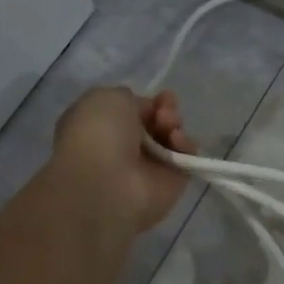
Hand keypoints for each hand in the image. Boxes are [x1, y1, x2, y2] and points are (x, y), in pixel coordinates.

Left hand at [50, 86, 196, 234]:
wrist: (104, 182)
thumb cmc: (97, 133)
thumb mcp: (106, 98)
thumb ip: (129, 99)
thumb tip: (143, 110)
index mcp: (103, 127)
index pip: (135, 112)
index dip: (150, 102)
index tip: (160, 98)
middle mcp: (126, 148)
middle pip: (157, 124)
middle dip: (165, 111)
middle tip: (163, 113)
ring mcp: (149, 168)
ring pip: (172, 139)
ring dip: (174, 125)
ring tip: (168, 125)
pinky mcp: (171, 185)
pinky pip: (186, 159)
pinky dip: (186, 146)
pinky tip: (176, 140)